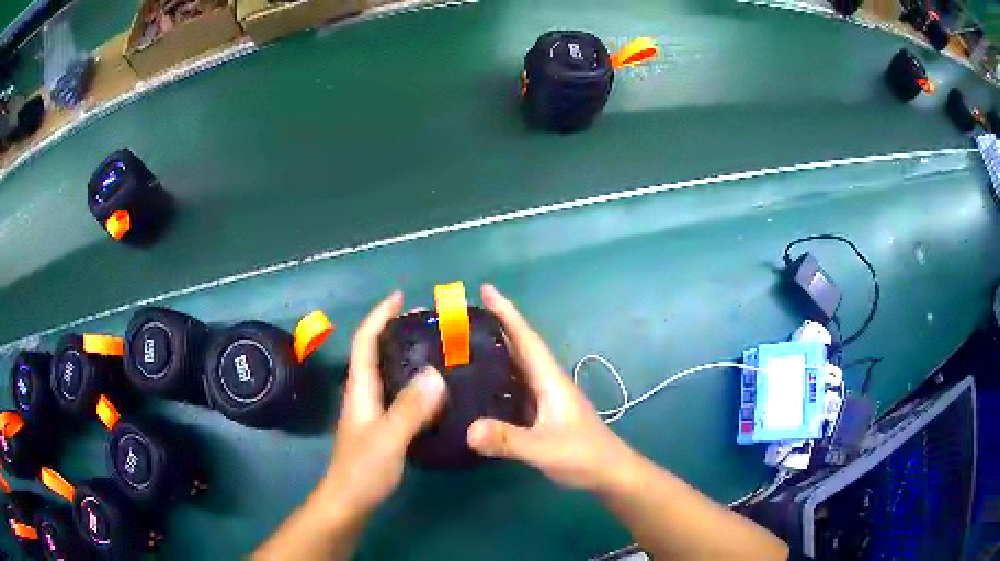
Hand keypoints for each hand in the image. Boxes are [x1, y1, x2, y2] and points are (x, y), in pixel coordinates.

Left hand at [319, 292, 446, 521]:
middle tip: (427, 323)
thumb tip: (436, 373)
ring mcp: (371, 412)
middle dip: (394, 331)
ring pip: (387, 374)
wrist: (349, 501)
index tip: (400, 298)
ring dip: (405, 356)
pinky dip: (414, 384)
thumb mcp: (388, 438)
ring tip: (435, 349)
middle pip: (374, 353)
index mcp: (360, 390)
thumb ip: (410, 409)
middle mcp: (363, 395)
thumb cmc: (363, 470)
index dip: (379, 317)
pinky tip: (434, 392)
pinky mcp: (380, 427)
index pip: (364, 343)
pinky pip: (397, 394)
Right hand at [466, 285, 637, 492]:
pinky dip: (498, 378)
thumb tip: (468, 429)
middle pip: (520, 347)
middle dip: (496, 326)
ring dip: (496, 350)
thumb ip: (509, 440)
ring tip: (465, 345)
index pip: (526, 339)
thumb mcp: (544, 449)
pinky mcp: (542, 415)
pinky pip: (515, 387)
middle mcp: (547, 383)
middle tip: (462, 316)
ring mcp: (546, 399)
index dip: (507, 313)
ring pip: (517, 366)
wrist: (609, 473)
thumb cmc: (583, 455)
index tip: (486, 289)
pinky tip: (481, 387)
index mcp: (550, 380)